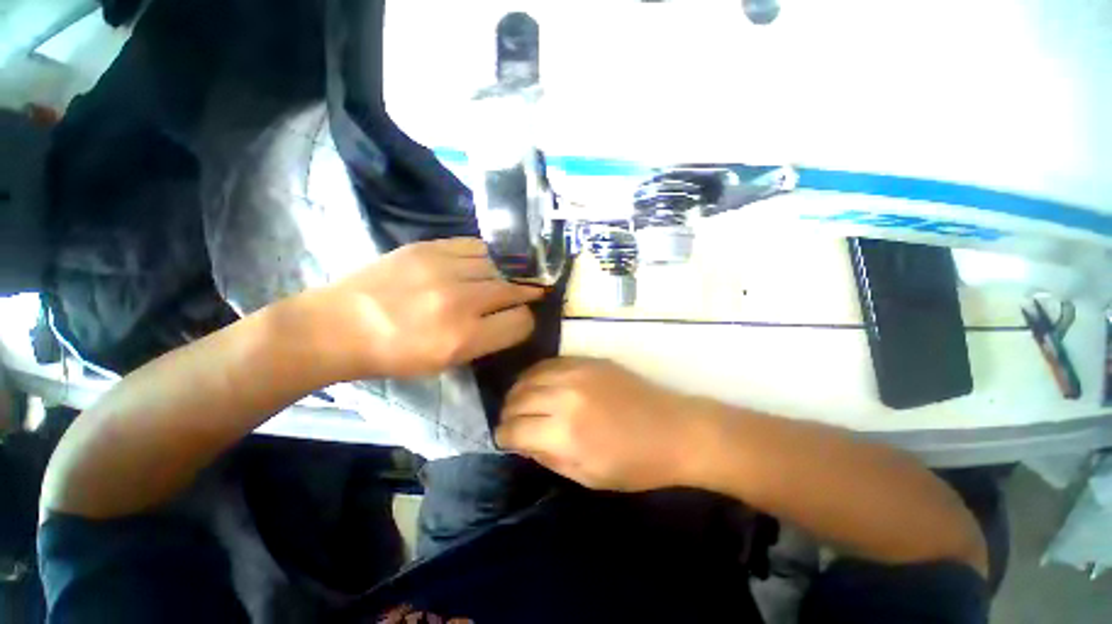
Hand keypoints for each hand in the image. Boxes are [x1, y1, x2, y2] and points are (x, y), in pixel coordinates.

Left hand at [301, 238, 542, 378]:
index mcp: (462, 339)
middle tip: (532, 292)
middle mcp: (459, 301)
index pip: (520, 322)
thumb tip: (514, 318)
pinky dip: (488, 255)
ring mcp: (443, 269)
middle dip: (527, 293)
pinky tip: (487, 262)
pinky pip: (476, 246)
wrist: (338, 325)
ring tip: (511, 276)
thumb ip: (486, 340)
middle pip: (514, 289)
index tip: (522, 320)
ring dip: (509, 273)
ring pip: (499, 264)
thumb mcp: (445, 363)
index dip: (526, 321)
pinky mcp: (428, 247)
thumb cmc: (394, 355)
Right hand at [495, 358, 710, 491]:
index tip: (504, 440)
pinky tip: (539, 383)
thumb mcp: (588, 476)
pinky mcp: (588, 360)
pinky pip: (550, 362)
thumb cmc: (635, 464)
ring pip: (530, 376)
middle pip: (518, 399)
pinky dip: (537, 374)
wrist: (674, 430)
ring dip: (519, 391)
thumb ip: (549, 458)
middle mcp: (565, 396)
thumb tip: (523, 442)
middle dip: (508, 413)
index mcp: (565, 433)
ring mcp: (577, 372)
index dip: (504, 436)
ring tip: (520, 402)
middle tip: (511, 422)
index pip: (515, 429)